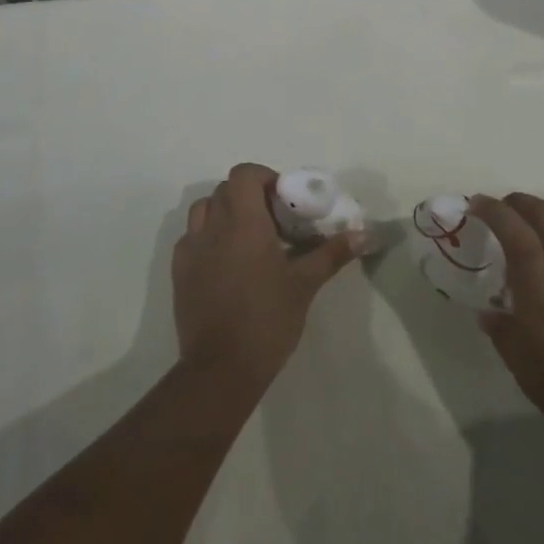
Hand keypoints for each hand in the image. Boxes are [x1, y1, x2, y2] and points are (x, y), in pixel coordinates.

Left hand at [174, 163, 362, 391]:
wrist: (220, 368)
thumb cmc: (267, 319)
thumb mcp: (305, 284)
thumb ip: (332, 253)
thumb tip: (364, 234)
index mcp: (243, 221)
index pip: (244, 174)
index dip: (264, 178)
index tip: (283, 200)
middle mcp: (212, 226)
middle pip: (225, 189)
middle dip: (249, 196)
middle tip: (273, 221)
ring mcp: (190, 249)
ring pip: (203, 210)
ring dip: (225, 212)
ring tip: (248, 239)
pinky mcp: (178, 271)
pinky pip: (192, 238)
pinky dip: (209, 237)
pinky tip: (227, 263)